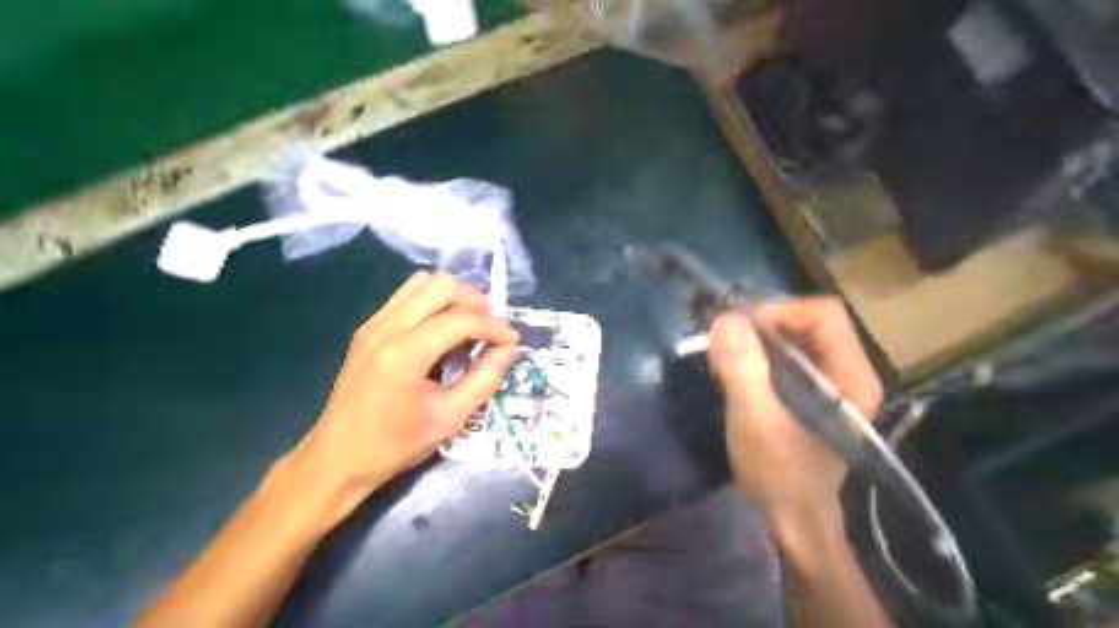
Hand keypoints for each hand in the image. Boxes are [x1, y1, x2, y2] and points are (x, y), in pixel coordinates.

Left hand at [281, 273, 523, 522]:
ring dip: (453, 297)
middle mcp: (386, 328)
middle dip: (475, 301)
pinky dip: (433, 303)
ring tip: (470, 325)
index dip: (494, 327)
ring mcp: (373, 324)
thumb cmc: (395, 445)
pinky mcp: (368, 328)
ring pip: (422, 283)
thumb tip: (511, 350)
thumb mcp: (450, 418)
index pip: (460, 320)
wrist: (336, 459)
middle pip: (441, 285)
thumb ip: (485, 379)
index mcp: (404, 354)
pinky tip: (443, 330)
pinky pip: (406, 296)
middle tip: (490, 329)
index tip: (513, 341)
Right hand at [707, 299, 884, 530]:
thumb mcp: (755, 419)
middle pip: (808, 320)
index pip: (823, 314)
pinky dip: (758, 354)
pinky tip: (735, 370)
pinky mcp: (812, 393)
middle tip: (726, 339)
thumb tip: (725, 319)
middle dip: (763, 323)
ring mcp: (831, 382)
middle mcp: (849, 371)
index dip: (779, 311)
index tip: (739, 329)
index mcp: (851, 376)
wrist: (793, 520)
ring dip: (757, 338)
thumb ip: (742, 367)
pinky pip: (786, 355)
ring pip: (795, 336)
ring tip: (725, 354)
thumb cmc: (780, 473)